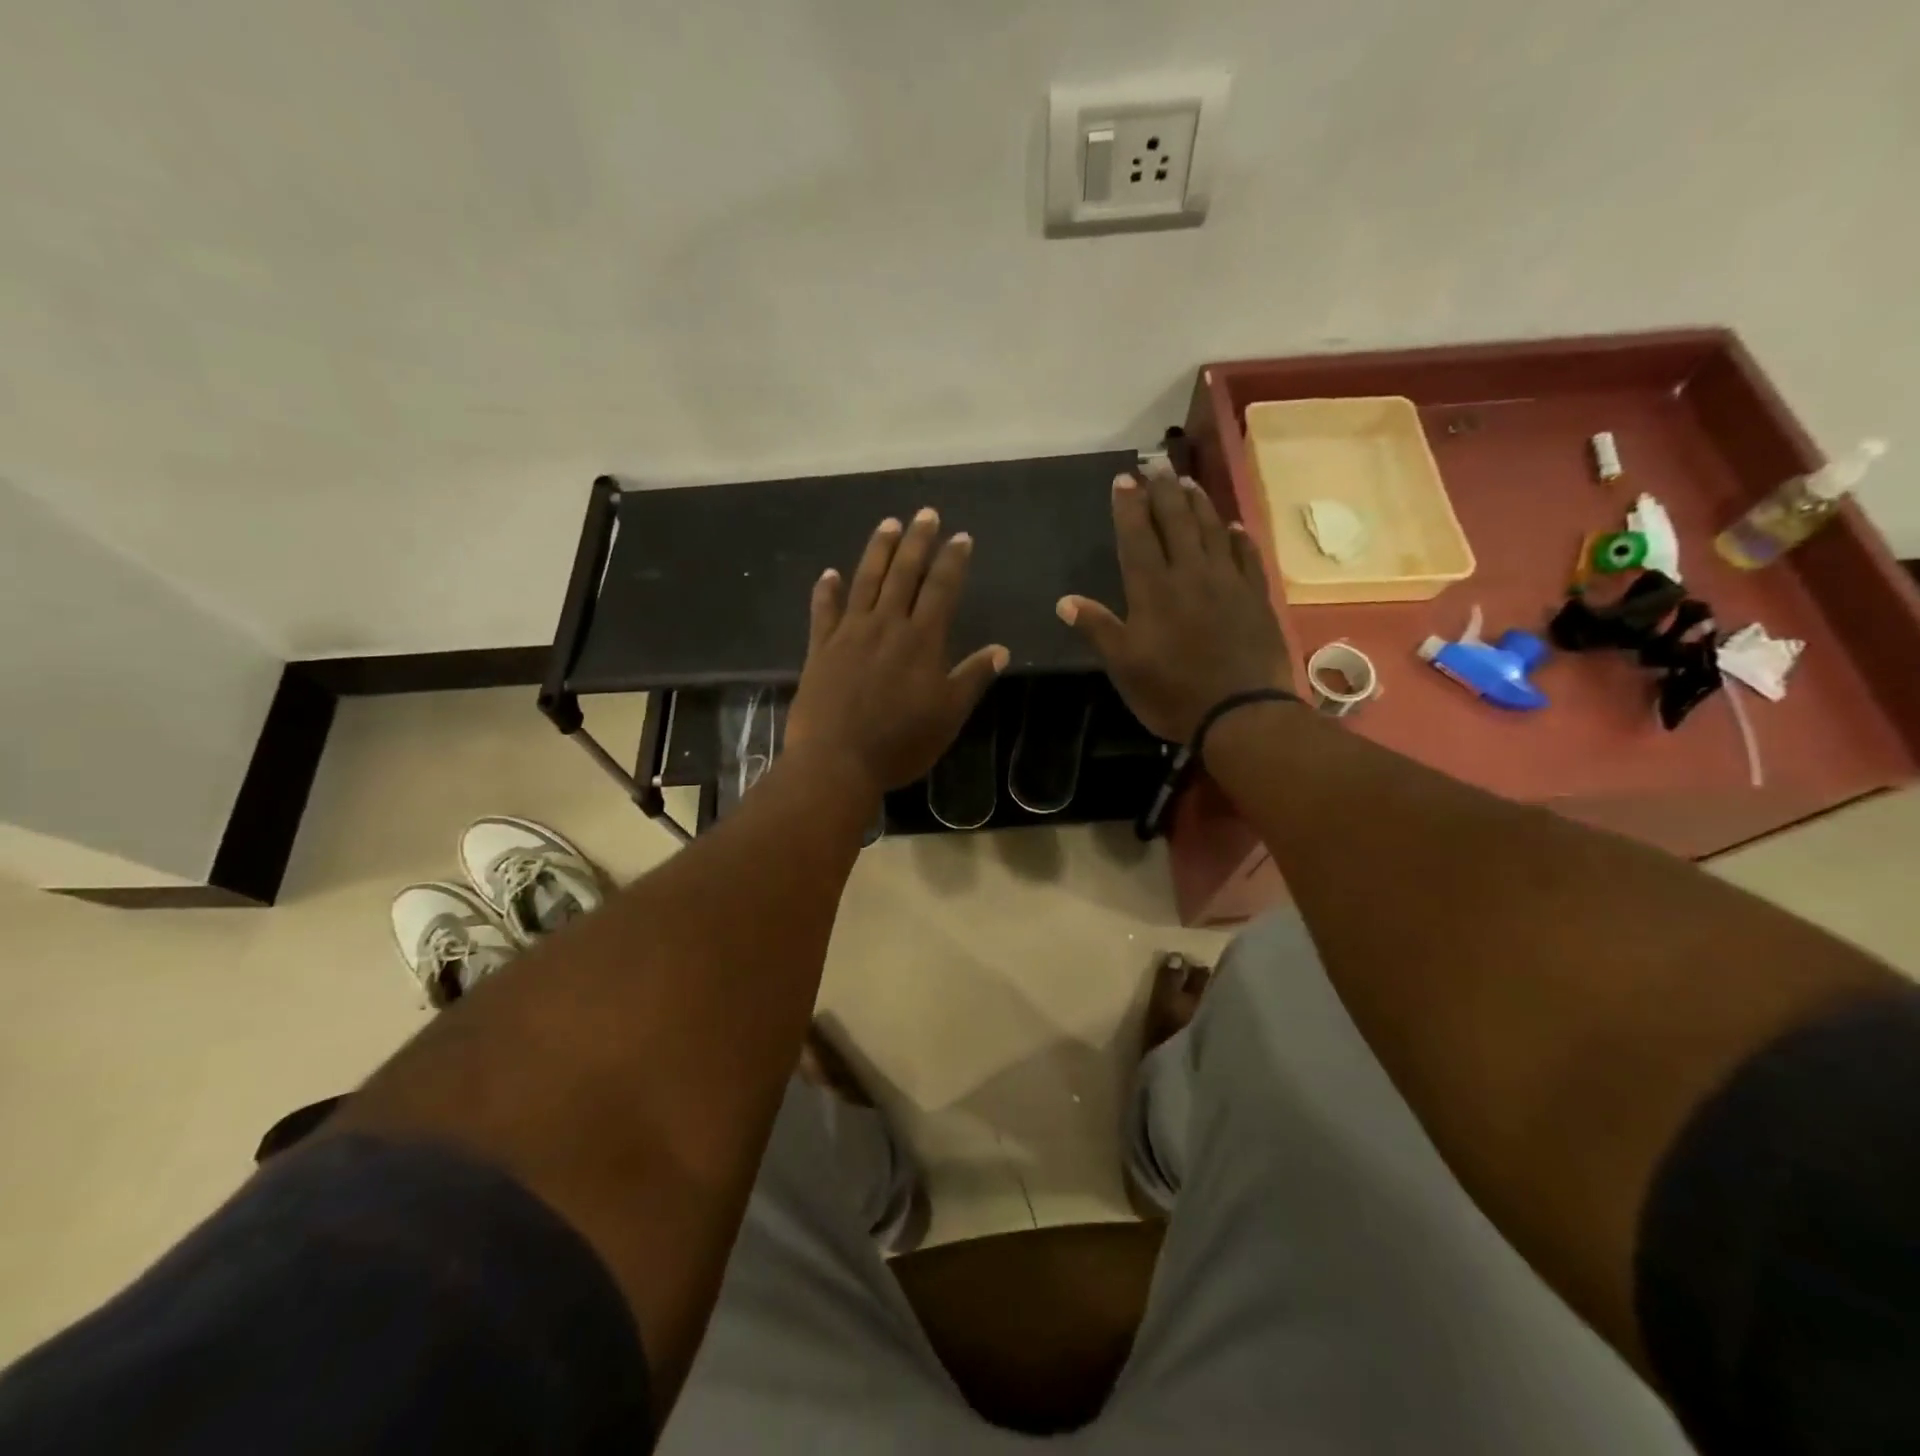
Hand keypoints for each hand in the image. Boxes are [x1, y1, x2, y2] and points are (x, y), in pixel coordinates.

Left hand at [787, 509, 1009, 797]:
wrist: (836, 761)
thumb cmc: (900, 743)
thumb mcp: (948, 716)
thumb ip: (972, 678)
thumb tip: (1000, 649)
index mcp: (921, 640)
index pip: (941, 589)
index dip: (953, 561)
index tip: (962, 537)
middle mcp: (886, 626)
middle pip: (904, 574)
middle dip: (917, 542)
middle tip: (926, 514)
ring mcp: (849, 634)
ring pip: (865, 581)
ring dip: (878, 551)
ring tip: (888, 524)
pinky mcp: (820, 649)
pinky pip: (824, 611)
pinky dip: (827, 590)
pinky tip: (829, 574)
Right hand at [1057, 472, 1290, 743]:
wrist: (1242, 712)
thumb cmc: (1173, 692)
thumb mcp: (1124, 667)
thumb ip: (1098, 628)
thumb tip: (1065, 601)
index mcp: (1153, 590)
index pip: (1137, 536)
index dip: (1129, 506)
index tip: (1124, 478)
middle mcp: (1191, 574)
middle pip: (1177, 522)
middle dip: (1163, 491)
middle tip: (1156, 463)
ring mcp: (1228, 582)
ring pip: (1213, 530)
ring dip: (1199, 503)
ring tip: (1187, 482)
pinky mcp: (1256, 597)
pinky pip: (1247, 556)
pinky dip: (1238, 537)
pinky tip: (1234, 526)